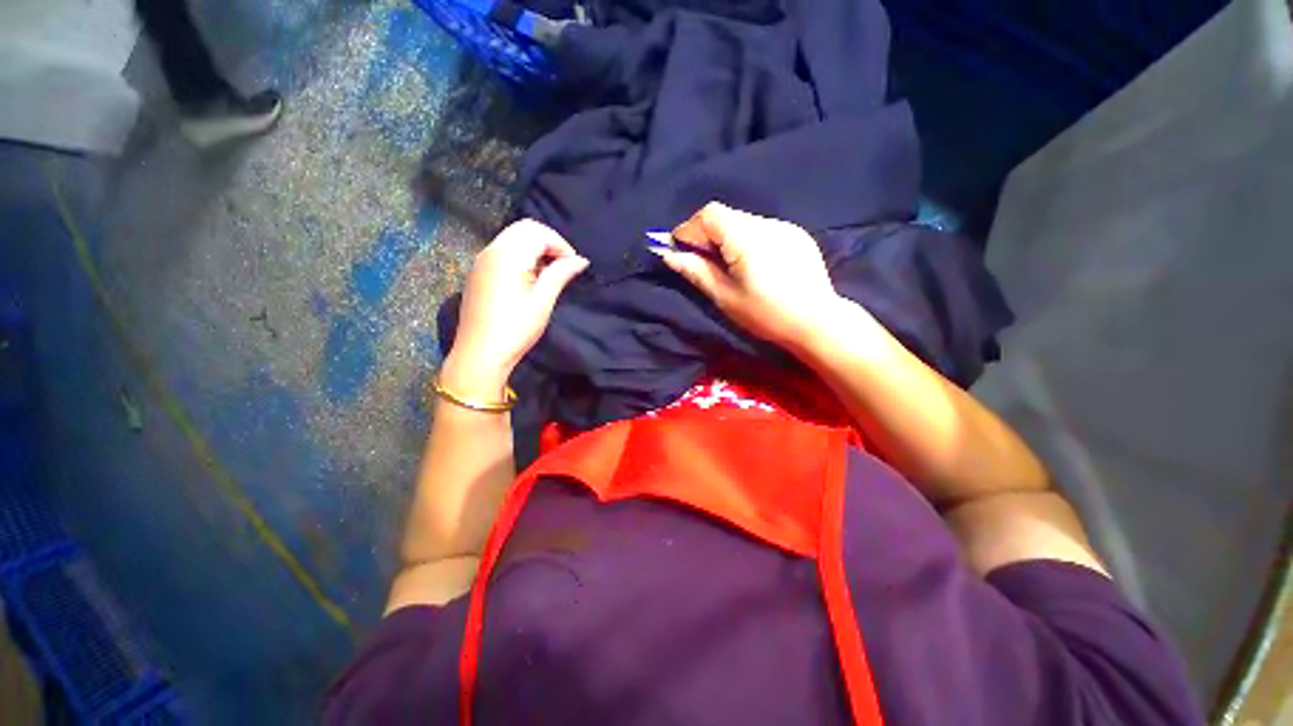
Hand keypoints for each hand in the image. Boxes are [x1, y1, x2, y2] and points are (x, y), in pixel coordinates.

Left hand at [442, 220, 588, 396]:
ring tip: (550, 273)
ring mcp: (482, 261)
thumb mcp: (542, 302)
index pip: (538, 233)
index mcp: (507, 256)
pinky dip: (522, 255)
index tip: (574, 266)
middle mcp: (491, 250)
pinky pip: (503, 250)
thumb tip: (581, 261)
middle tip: (564, 265)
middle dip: (549, 241)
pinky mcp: (479, 273)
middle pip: (524, 229)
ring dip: (535, 248)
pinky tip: (530, 278)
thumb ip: (560, 275)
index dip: (561, 245)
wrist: (479, 354)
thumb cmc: (515, 329)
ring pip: (513, 238)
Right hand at [653, 202, 843, 351]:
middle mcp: (766, 224)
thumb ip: (696, 271)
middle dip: (706, 234)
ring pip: (744, 221)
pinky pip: (763, 229)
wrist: (817, 322)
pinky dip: (748, 239)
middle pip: (726, 216)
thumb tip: (668, 254)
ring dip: (727, 237)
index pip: (709, 214)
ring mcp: (785, 227)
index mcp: (746, 238)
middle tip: (702, 260)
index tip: (680, 249)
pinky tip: (754, 263)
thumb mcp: (725, 297)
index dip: (689, 229)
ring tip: (728, 265)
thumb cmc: (766, 314)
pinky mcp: (797, 235)